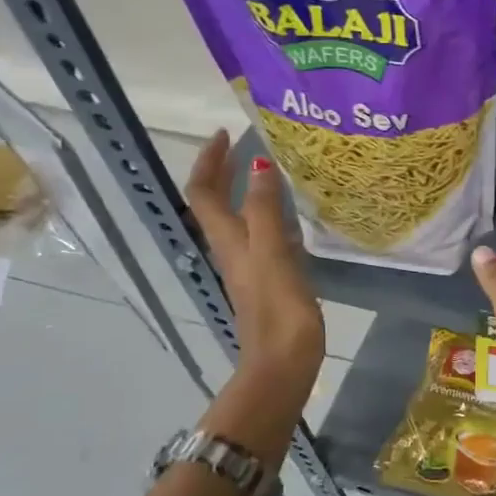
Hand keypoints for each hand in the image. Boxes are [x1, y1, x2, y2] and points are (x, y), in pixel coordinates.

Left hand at [184, 130, 324, 427]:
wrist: (283, 363)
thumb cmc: (278, 309)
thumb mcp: (271, 253)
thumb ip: (264, 210)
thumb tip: (258, 165)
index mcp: (227, 240)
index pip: (204, 192)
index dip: (210, 161)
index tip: (225, 133)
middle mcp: (231, 249)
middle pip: (216, 203)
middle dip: (224, 171)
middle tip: (245, 144)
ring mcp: (249, 266)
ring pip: (237, 218)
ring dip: (245, 191)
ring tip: (270, 170)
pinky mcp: (268, 279)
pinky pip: (261, 235)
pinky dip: (267, 215)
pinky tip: (290, 215)